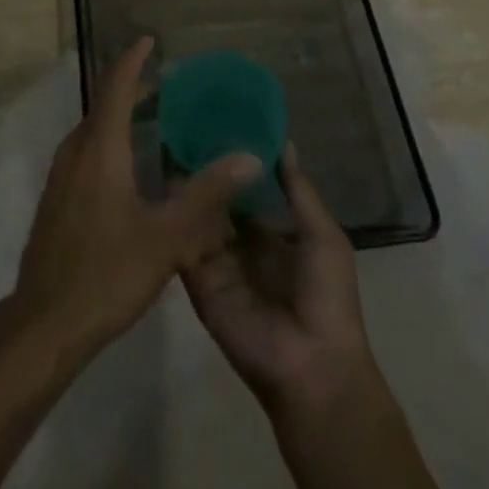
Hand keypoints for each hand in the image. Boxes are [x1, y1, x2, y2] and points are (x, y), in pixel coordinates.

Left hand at [13, 37, 261, 361]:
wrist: (44, 323)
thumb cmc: (106, 273)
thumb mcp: (166, 237)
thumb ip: (206, 194)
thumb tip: (249, 158)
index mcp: (99, 147)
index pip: (116, 85)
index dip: (134, 60)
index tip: (152, 40)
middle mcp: (76, 150)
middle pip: (104, 103)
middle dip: (134, 88)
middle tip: (170, 85)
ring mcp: (62, 174)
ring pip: (94, 129)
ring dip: (122, 116)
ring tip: (157, 119)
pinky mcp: (58, 197)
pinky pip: (88, 150)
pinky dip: (111, 140)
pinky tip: (133, 167)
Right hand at [182, 140, 377, 416]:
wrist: (313, 366)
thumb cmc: (328, 298)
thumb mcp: (323, 235)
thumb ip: (299, 190)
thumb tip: (283, 141)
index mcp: (269, 235)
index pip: (243, 192)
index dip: (231, 163)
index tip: (213, 122)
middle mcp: (239, 246)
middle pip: (216, 202)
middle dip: (204, 172)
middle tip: (182, 125)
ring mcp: (216, 265)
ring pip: (196, 219)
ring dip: (186, 190)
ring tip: (164, 142)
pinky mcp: (198, 283)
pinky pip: (184, 246)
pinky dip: (175, 219)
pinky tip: (161, 184)